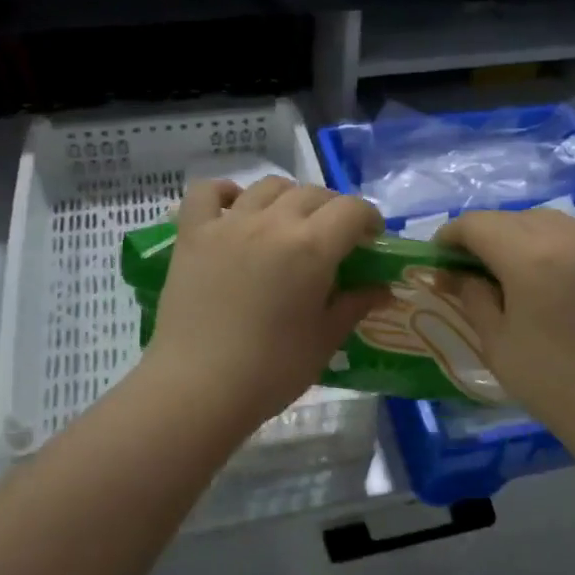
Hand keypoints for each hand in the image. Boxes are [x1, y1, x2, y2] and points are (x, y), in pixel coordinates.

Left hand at [141, 177, 387, 435]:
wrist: (197, 387)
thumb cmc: (271, 370)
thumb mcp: (325, 340)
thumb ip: (355, 305)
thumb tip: (382, 289)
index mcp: (312, 247)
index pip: (352, 209)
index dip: (369, 220)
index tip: (371, 240)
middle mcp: (273, 222)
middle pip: (313, 193)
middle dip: (333, 209)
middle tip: (334, 238)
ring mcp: (229, 223)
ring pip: (268, 186)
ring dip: (288, 198)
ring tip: (289, 223)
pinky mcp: (193, 234)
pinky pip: (208, 192)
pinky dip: (225, 193)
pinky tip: (235, 209)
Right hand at [435, 209, 574, 445]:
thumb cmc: (550, 380)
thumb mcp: (497, 342)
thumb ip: (472, 297)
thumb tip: (455, 275)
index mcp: (529, 257)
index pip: (477, 224)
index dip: (450, 235)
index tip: (438, 258)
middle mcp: (564, 237)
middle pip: (509, 218)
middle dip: (482, 235)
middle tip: (467, 267)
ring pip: (543, 219)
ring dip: (516, 233)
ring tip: (507, 266)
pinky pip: (573, 232)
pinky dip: (550, 240)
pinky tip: (546, 269)